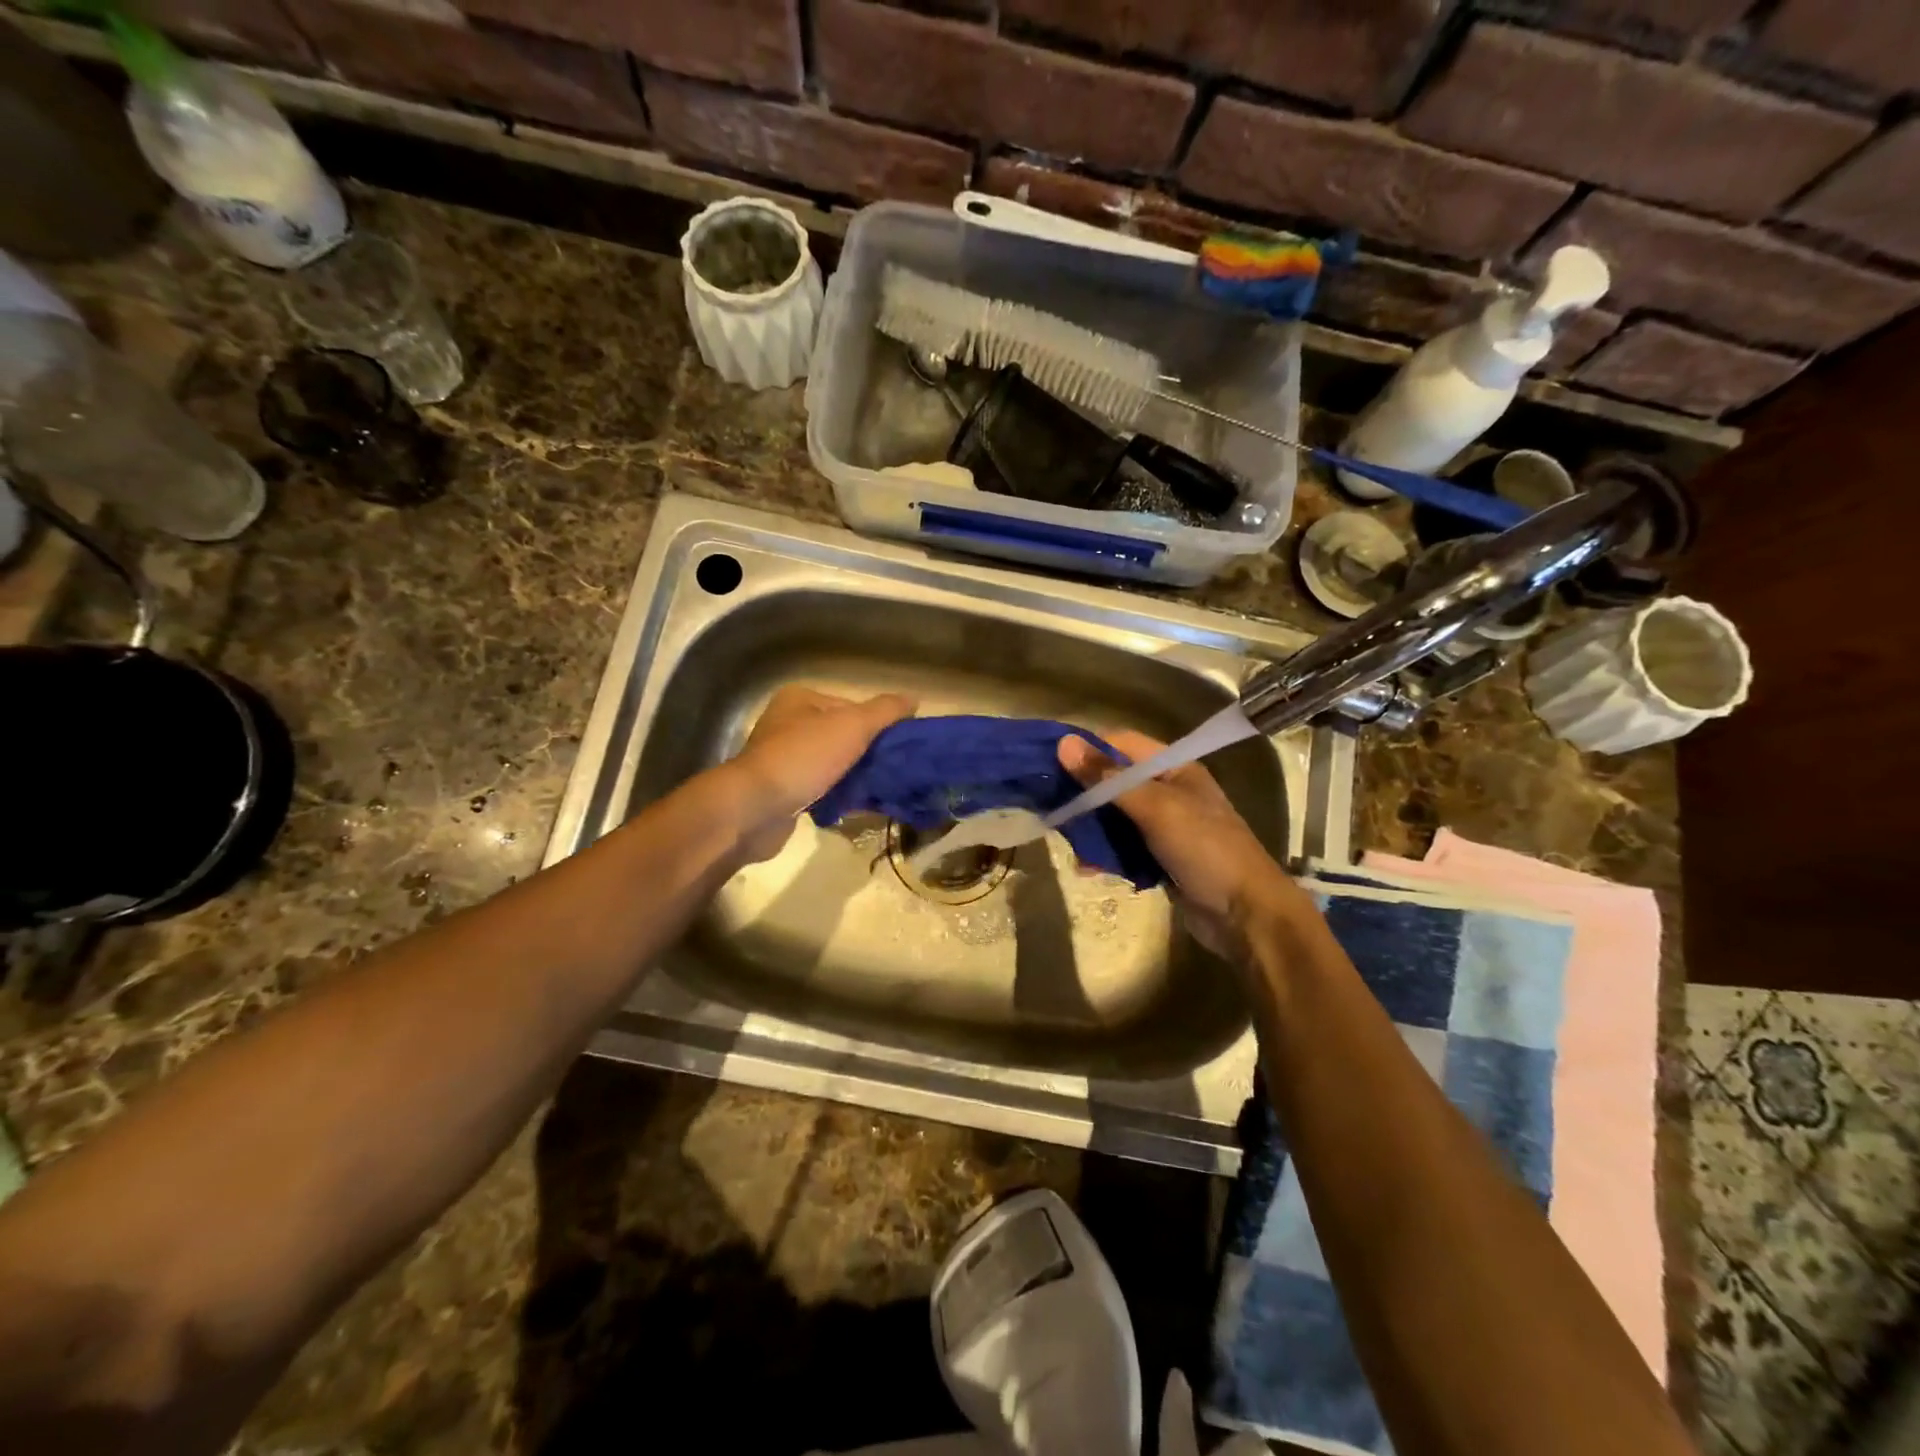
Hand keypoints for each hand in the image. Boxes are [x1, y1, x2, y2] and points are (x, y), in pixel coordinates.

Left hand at [726, 687, 914, 862]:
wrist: (755, 809)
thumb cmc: (803, 757)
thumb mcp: (852, 726)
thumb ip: (885, 711)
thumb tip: (914, 699)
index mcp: (800, 699)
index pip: (852, 706)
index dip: (877, 725)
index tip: (898, 746)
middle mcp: (788, 724)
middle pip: (843, 735)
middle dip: (869, 753)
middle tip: (894, 770)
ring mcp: (783, 759)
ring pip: (834, 763)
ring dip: (856, 776)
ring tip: (881, 790)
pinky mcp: (783, 790)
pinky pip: (822, 788)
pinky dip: (839, 795)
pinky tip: (858, 806)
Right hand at [1058, 730, 1308, 958]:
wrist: (1245, 915)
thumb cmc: (1205, 849)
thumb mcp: (1155, 808)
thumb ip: (1107, 778)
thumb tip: (1063, 743)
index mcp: (1174, 768)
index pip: (1120, 744)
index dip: (1086, 749)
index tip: (1049, 763)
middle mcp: (1168, 791)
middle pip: (1113, 781)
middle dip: (1083, 794)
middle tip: (1051, 807)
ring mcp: (1164, 826)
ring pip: (1114, 817)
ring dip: (1090, 829)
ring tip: (1069, 843)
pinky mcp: (1159, 857)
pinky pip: (1123, 847)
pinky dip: (1104, 854)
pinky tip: (1087, 868)